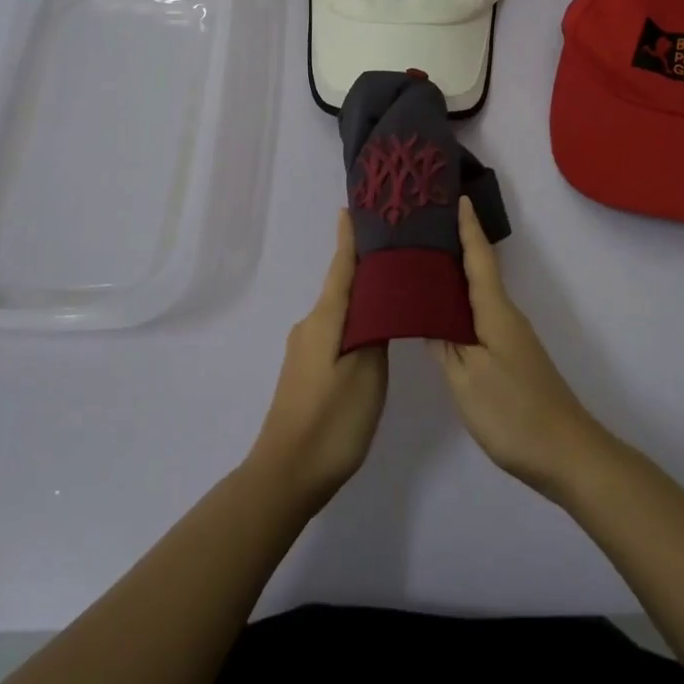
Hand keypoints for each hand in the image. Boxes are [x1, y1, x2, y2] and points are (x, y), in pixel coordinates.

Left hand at [248, 211, 386, 507]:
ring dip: (362, 296)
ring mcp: (306, 351)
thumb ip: (375, 332)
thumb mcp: (366, 373)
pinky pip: (336, 332)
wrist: (287, 475)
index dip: (348, 239)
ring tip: (394, 288)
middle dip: (364, 266)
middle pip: (340, 286)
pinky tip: (374, 331)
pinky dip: (355, 321)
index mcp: (324, 320)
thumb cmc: (331, 420)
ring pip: (339, 312)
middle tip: (396, 250)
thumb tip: (379, 301)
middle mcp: (311, 327)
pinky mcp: (307, 372)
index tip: (353, 208)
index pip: (340, 267)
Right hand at [432, 197, 610, 499]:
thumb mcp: (465, 379)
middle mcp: (506, 317)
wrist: (568, 455)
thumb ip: (442, 344)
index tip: (457, 197)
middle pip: (479, 272)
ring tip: (423, 267)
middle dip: (455, 247)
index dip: (468, 228)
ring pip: (479, 297)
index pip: (478, 259)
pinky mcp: (513, 359)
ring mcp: (512, 339)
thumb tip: (425, 313)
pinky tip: (443, 316)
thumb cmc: (513, 413)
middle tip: (423, 229)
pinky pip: (482, 319)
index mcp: (495, 312)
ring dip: (456, 278)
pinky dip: (461, 307)